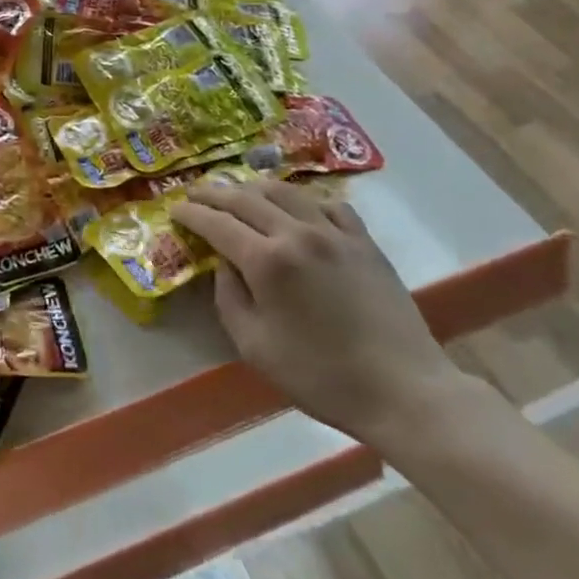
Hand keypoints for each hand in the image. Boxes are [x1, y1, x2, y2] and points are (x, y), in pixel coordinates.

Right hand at [170, 179, 465, 445]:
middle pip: (245, 198)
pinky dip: (301, 200)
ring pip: (284, 192)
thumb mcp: (255, 346)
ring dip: (253, 187)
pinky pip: (326, 204)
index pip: (217, 223)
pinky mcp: (363, 240)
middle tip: (194, 193)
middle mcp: (297, 233)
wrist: (404, 390)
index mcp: (267, 261)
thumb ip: (229, 298)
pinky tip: (296, 208)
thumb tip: (224, 264)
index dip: (191, 214)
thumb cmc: (321, 376)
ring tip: (237, 192)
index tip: (174, 210)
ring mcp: (334, 232)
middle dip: (214, 193)